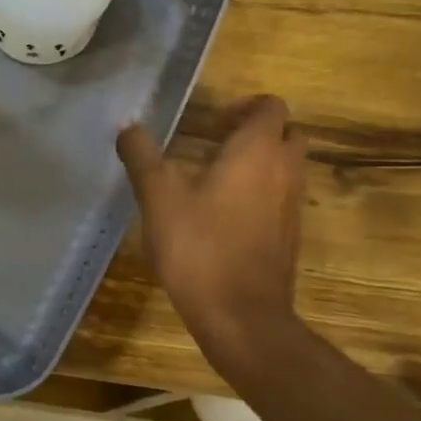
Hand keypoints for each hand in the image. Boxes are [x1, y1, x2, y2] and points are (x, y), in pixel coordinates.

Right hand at [117, 95, 307, 365]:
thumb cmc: (199, 246)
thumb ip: (142, 156)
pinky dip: (262, 192)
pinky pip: (282, 197)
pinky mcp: (290, 235)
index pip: (270, 106)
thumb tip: (128, 127)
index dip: (244, 106)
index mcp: (257, 151)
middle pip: (287, 133)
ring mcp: (292, 205)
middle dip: (257, 131)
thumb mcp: (158, 196)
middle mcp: (284, 171)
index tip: (211, 122)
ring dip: (260, 162)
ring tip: (216, 177)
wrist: (240, 314)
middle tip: (218, 143)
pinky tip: (224, 214)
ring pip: (287, 167)